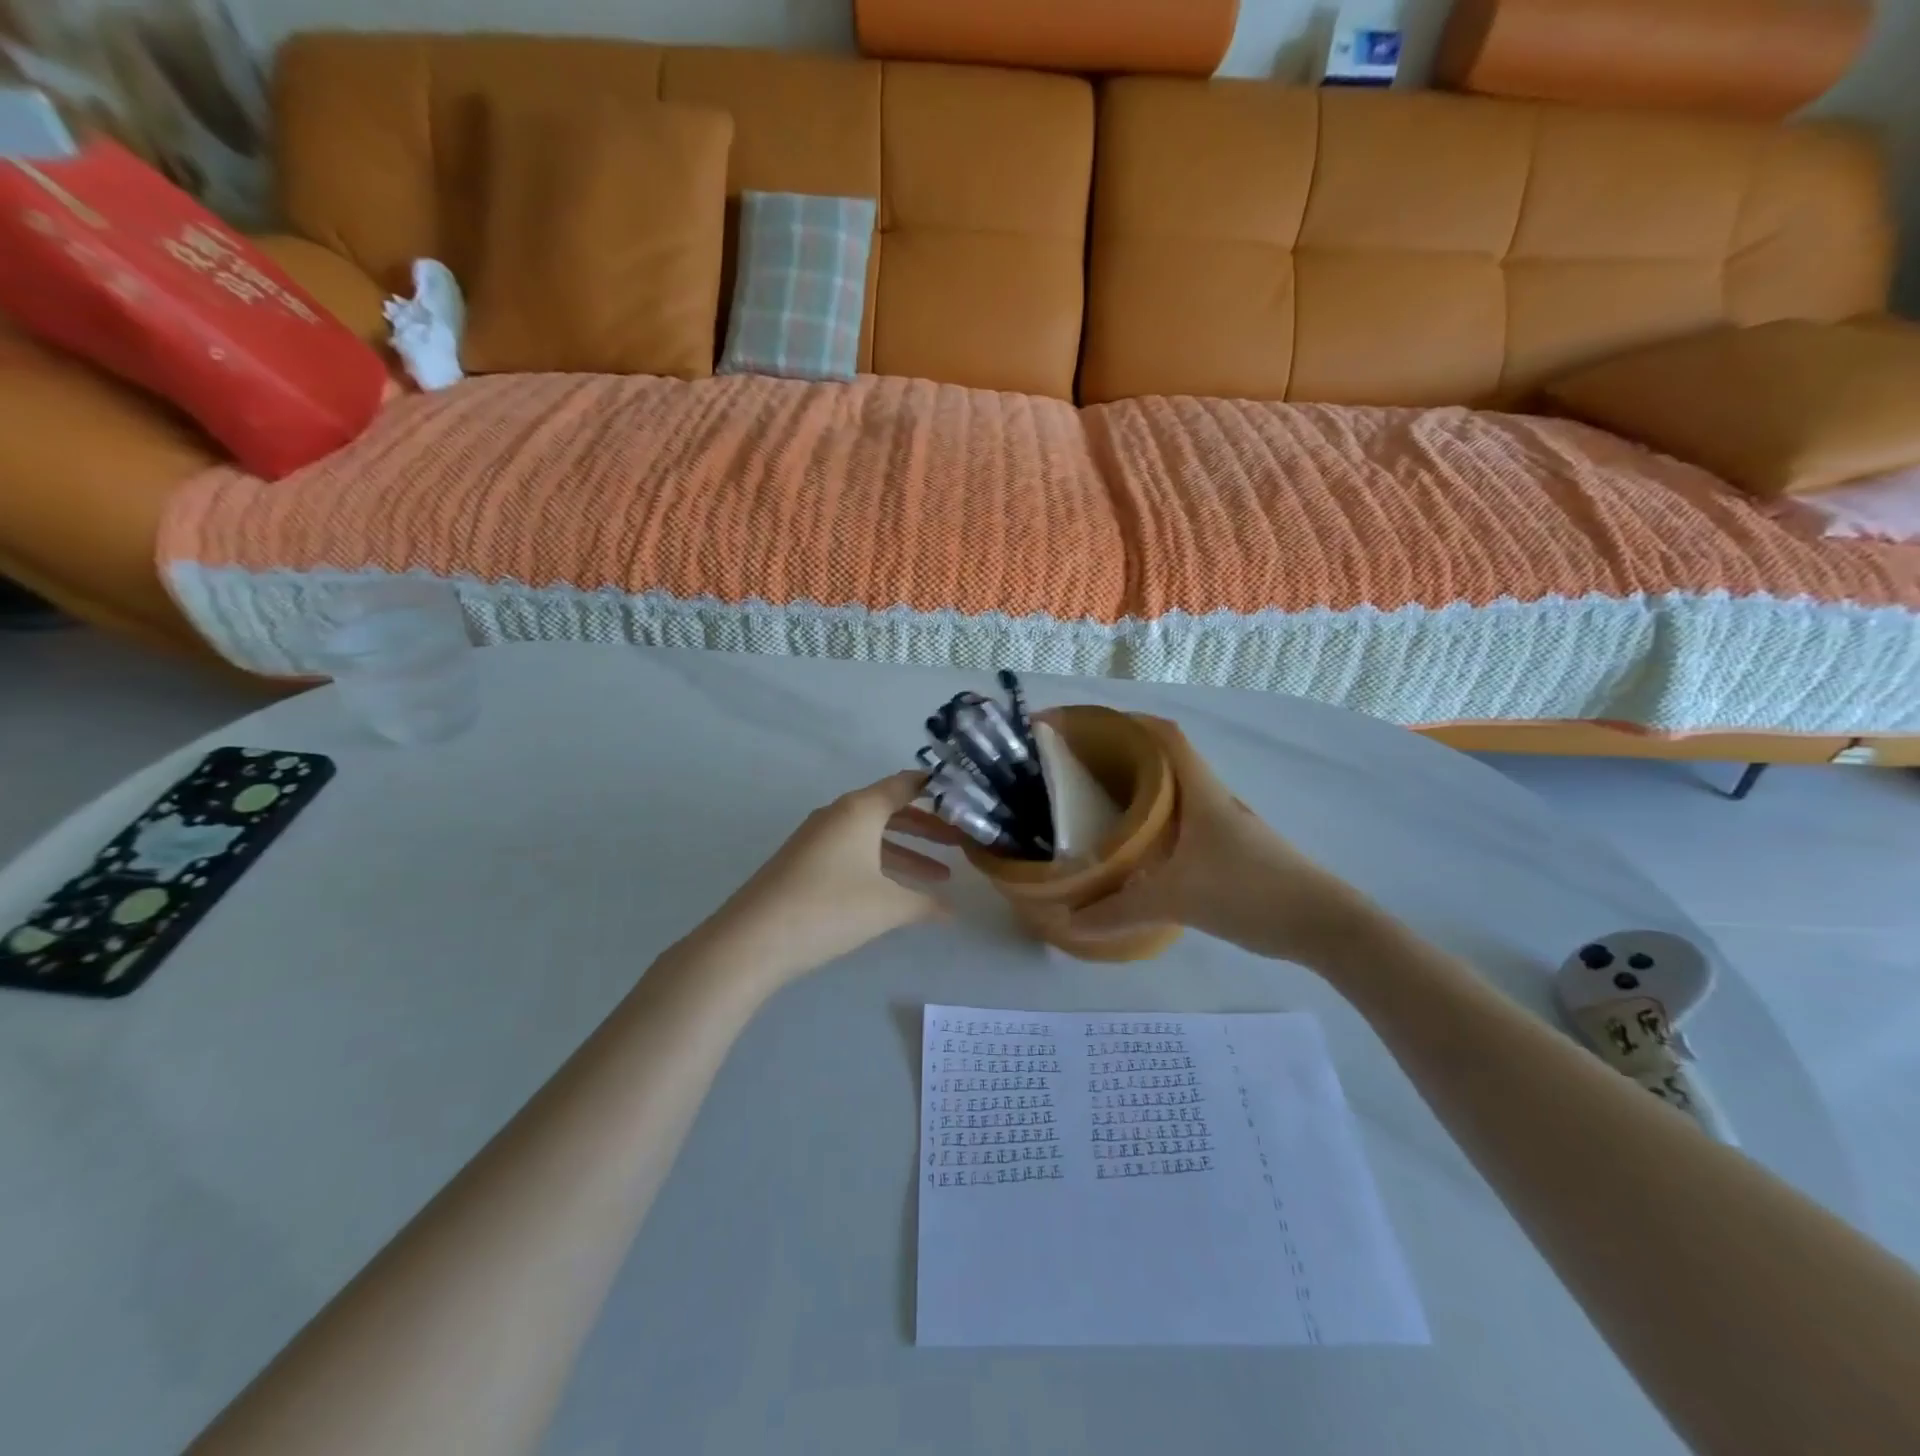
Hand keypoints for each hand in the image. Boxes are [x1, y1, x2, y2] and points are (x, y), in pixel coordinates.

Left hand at [697, 771, 959, 987]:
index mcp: (860, 809)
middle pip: (892, 810)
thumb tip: (952, 911)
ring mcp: (818, 837)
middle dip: (928, 828)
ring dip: (907, 852)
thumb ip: (924, 903)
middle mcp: (839, 814)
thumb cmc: (830, 908)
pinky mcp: (804, 861)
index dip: (936, 789)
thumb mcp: (887, 906)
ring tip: (941, 876)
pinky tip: (897, 891)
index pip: (906, 785)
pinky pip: (853, 851)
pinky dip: (880, 864)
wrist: (753, 938)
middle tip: (960, 843)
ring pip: (873, 835)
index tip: (964, 796)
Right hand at [1065, 718, 1381, 966]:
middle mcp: (1212, 798)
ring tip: (1101, 807)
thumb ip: (1120, 910)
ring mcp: (1225, 825)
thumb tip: (1070, 921)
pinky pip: (1183, 824)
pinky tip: (1139, 851)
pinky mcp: (1231, 851)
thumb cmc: (1250, 891)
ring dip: (1141, 794)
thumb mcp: (1177, 899)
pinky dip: (1157, 825)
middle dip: (1124, 758)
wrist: (1323, 924)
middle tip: (1082, 771)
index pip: (1165, 736)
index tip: (1091, 727)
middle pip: (1165, 762)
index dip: (1129, 722)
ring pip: (1175, 795)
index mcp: (1201, 791)